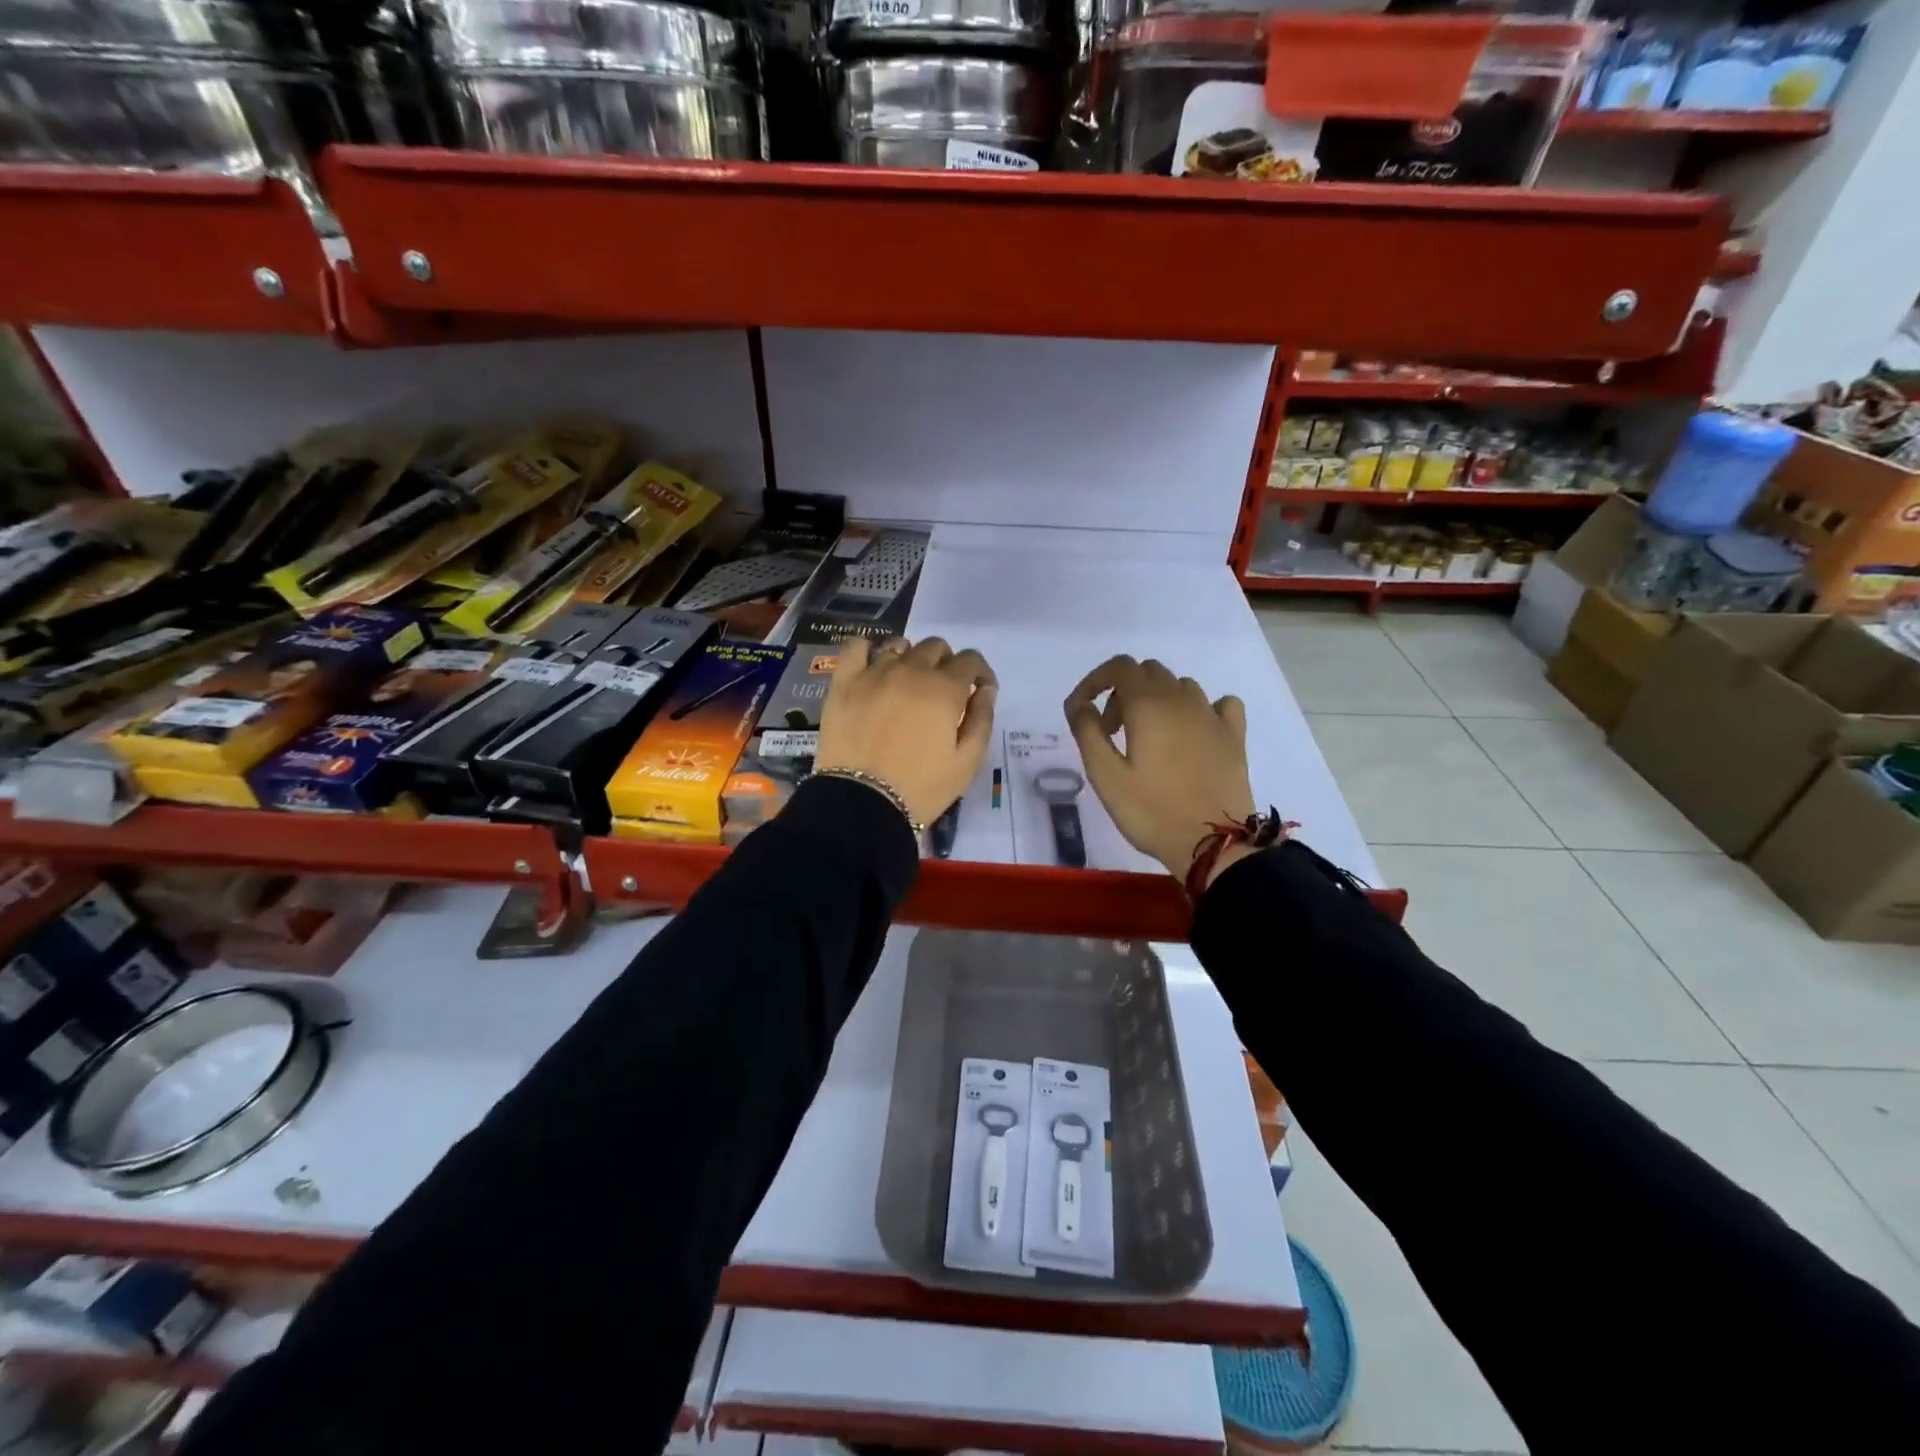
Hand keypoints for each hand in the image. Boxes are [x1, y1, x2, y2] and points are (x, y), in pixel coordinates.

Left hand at [816, 636, 996, 826]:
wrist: (863, 803)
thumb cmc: (922, 787)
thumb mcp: (967, 762)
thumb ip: (982, 719)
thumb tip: (986, 689)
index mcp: (944, 688)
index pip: (971, 660)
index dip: (980, 672)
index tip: (978, 690)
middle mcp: (911, 670)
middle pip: (935, 647)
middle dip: (946, 664)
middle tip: (942, 692)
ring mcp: (874, 673)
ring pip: (899, 645)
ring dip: (911, 657)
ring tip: (907, 682)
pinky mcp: (844, 682)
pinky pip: (856, 647)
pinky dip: (867, 650)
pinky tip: (871, 666)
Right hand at [1065, 656, 1254, 881]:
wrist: (1213, 843)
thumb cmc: (1151, 811)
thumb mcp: (1105, 775)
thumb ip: (1087, 732)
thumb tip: (1079, 703)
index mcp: (1149, 705)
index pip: (1120, 667)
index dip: (1096, 680)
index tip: (1083, 708)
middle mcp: (1182, 700)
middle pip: (1149, 673)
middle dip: (1123, 692)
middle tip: (1113, 732)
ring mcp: (1213, 716)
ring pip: (1181, 686)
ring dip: (1158, 700)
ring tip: (1148, 738)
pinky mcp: (1234, 736)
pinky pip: (1219, 704)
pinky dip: (1200, 709)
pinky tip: (1193, 732)